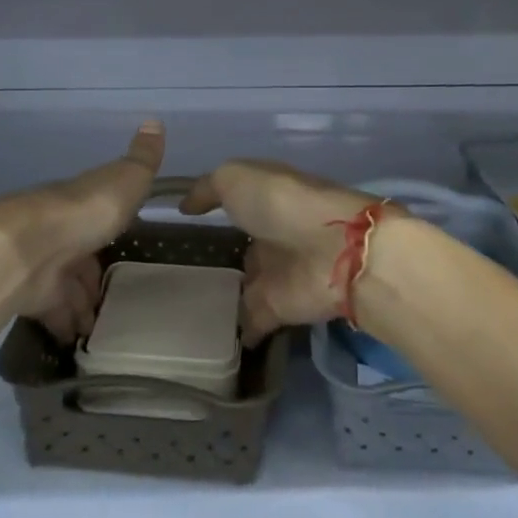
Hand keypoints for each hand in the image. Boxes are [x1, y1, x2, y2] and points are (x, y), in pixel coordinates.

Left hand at [0, 121, 164, 341]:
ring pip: (66, 285)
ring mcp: (42, 263)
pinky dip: (64, 325)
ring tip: (101, 326)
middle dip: (94, 274)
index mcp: (82, 201)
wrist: (27, 249)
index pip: (99, 213)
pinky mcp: (30, 295)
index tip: (127, 244)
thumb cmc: (84, 211)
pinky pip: (51, 313)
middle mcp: (59, 229)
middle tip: (117, 297)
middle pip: (79, 253)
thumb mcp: (125, 179)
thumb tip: (154, 120)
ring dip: (81, 304)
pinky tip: (77, 339)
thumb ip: (143, 158)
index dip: (112, 228)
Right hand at [180, 161, 378, 344]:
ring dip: (229, 296)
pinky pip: (251, 322)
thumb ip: (209, 189)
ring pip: (248, 285)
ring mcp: (278, 272)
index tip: (188, 220)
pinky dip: (237, 332)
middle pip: (246, 246)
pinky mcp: (280, 309)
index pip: (240, 201)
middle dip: (225, 256)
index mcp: (268, 197)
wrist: (332, 251)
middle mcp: (274, 233)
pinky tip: (208, 339)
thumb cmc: (281, 203)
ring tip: (190, 309)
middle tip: (185, 273)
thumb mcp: (236, 178)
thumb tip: (186, 206)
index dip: (219, 206)